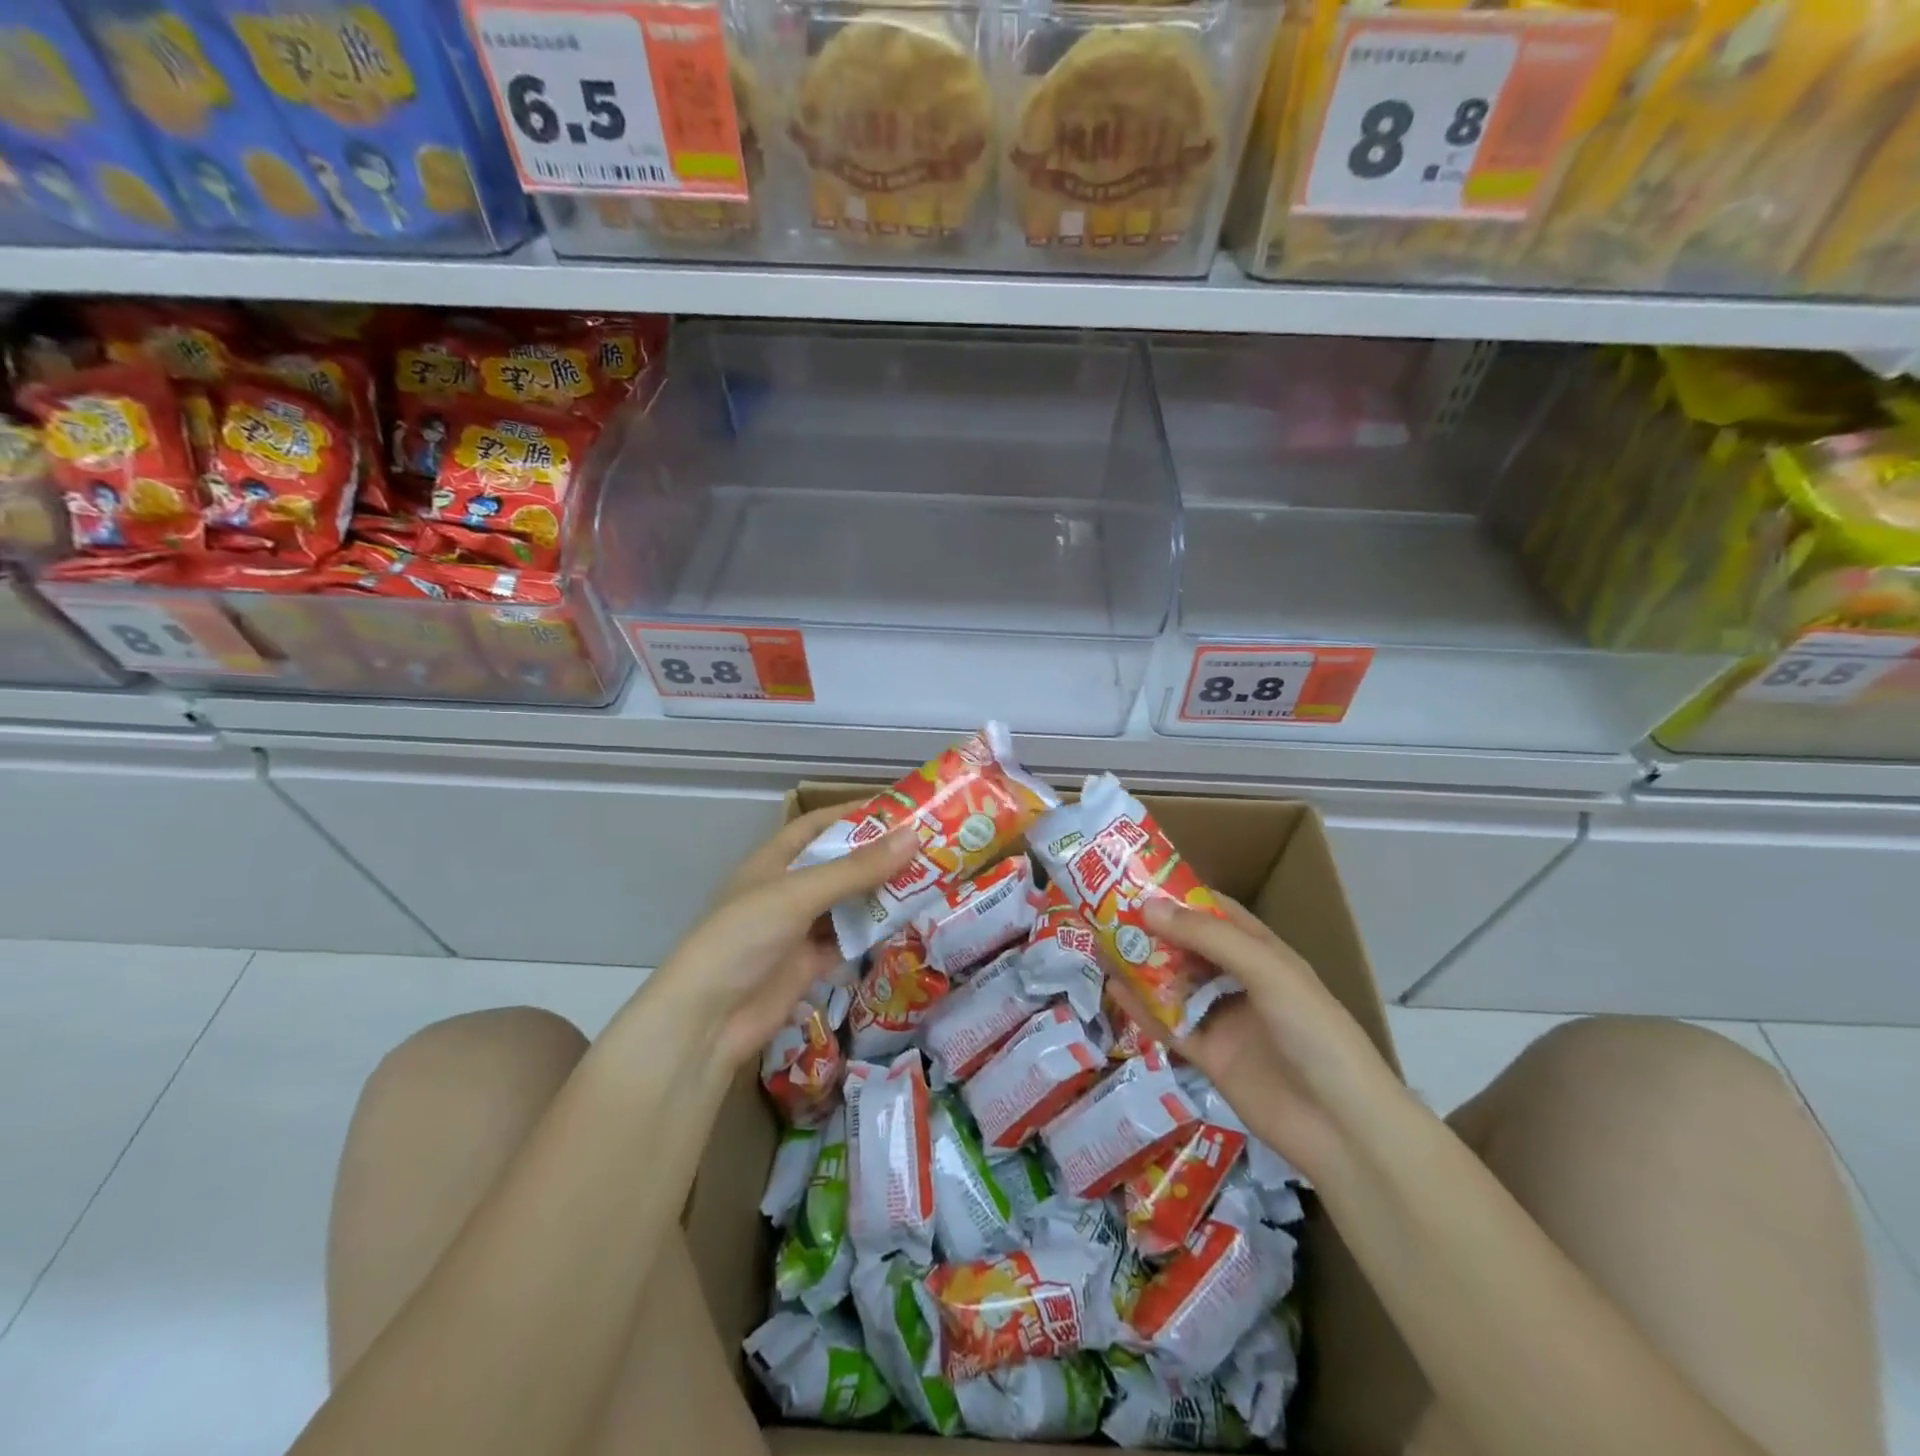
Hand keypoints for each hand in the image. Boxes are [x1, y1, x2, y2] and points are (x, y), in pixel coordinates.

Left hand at [650, 802, 915, 1065]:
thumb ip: (856, 869)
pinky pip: (849, 939)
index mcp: (774, 861)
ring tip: (928, 879)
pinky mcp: (810, 963)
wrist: (709, 1019)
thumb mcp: (799, 894)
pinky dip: (874, 931)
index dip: (853, 814)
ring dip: (880, 894)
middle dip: (877, 856)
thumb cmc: (745, 937)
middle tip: (927, 846)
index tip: (898, 809)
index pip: (817, 825)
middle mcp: (788, 890)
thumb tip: (913, 837)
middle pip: (839, 864)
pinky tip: (906, 922)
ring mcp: (799, 928)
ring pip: (848, 902)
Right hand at [1107, 895, 1407, 1183]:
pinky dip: (1141, 1008)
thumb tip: (1146, 907)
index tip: (1135, 879)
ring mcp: (1223, 1020)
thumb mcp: (1266, 971)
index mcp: (1262, 953)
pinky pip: (1168, 1025)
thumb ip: (1207, 938)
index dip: (1179, 895)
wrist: (1341, 1127)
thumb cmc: (1314, 1032)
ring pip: (1173, 984)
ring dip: (1140, 966)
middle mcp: (1239, 981)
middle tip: (1105, 911)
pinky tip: (1113, 990)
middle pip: (1188, 947)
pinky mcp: (1208, 1056)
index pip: (1215, 912)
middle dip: (1151, 930)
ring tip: (1099, 944)